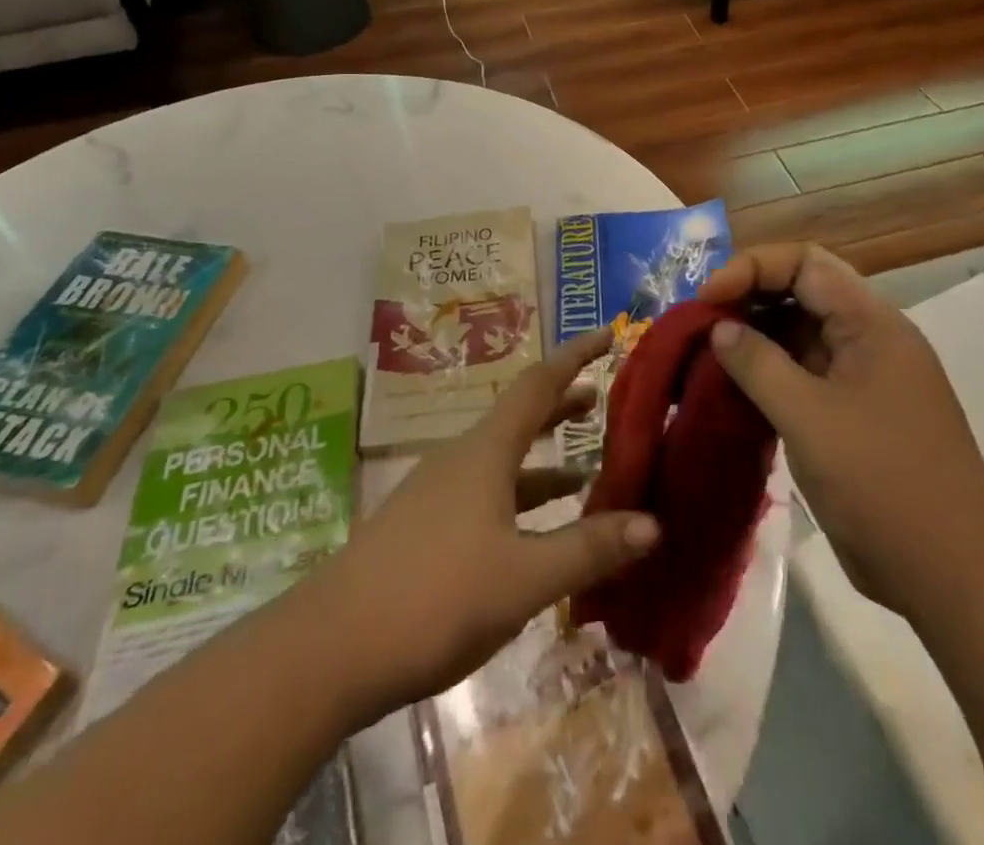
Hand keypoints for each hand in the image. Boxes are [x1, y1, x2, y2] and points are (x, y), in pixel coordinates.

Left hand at [312, 330, 658, 725]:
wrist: (331, 648)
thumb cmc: (436, 597)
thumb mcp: (524, 577)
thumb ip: (588, 549)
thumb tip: (653, 523)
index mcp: (486, 451)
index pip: (538, 384)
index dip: (575, 356)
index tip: (608, 334)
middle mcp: (461, 459)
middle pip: (519, 417)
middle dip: (561, 405)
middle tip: (601, 398)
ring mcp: (438, 493)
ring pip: (502, 460)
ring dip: (543, 459)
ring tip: (585, 470)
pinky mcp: (424, 528)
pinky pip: (485, 493)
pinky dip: (519, 498)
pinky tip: (534, 532)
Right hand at [699, 243, 983, 618]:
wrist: (956, 578)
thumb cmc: (884, 483)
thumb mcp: (810, 418)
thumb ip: (758, 364)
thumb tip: (719, 327)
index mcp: (871, 323)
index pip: (805, 263)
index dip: (752, 268)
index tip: (707, 299)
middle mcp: (869, 339)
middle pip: (802, 292)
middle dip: (748, 299)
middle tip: (700, 324)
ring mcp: (863, 379)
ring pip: (800, 336)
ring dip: (754, 339)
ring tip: (706, 356)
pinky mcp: (853, 416)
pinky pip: (803, 376)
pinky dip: (767, 376)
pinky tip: (732, 392)